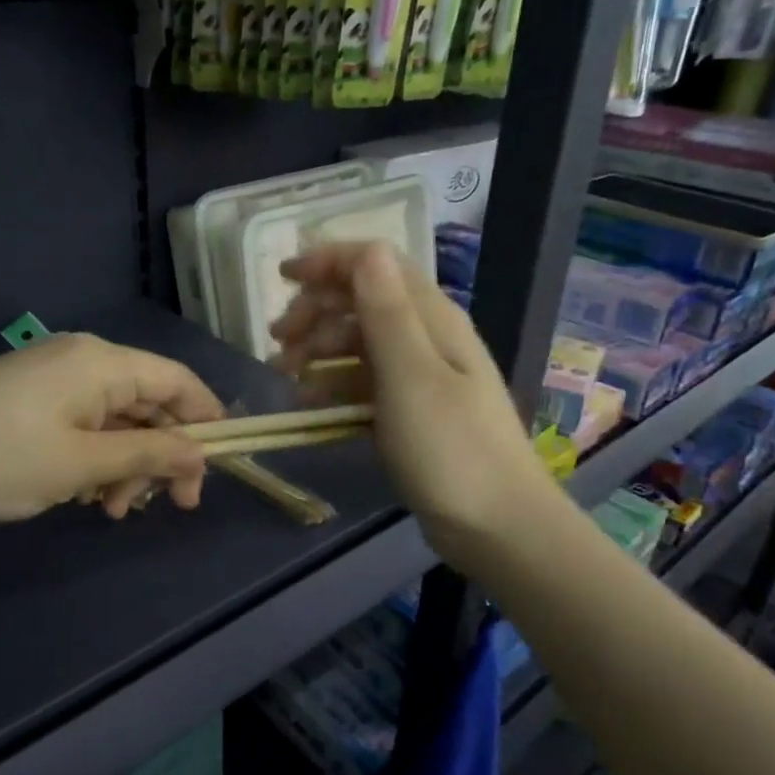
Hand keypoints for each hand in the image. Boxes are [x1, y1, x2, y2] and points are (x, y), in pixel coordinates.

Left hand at [0, 334, 224, 526]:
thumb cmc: (0, 460)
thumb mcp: (84, 463)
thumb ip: (151, 454)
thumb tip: (203, 455)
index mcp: (102, 362)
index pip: (178, 380)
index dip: (208, 419)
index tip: (219, 467)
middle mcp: (83, 358)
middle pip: (149, 401)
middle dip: (163, 453)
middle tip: (169, 506)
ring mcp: (54, 377)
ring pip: (118, 418)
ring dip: (128, 463)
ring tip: (113, 510)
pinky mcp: (32, 398)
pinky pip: (86, 422)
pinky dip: (97, 457)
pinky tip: (86, 494)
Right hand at [270, 243, 559, 569]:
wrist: (497, 526)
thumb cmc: (451, 449)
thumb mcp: (412, 376)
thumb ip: (387, 311)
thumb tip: (367, 249)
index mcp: (432, 318)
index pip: (377, 265)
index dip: (328, 262)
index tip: (280, 277)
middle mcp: (427, 337)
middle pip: (363, 300)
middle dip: (315, 311)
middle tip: (276, 343)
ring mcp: (420, 376)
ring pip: (359, 343)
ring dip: (318, 349)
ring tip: (284, 375)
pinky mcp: (411, 411)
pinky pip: (364, 382)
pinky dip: (334, 385)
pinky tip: (309, 403)